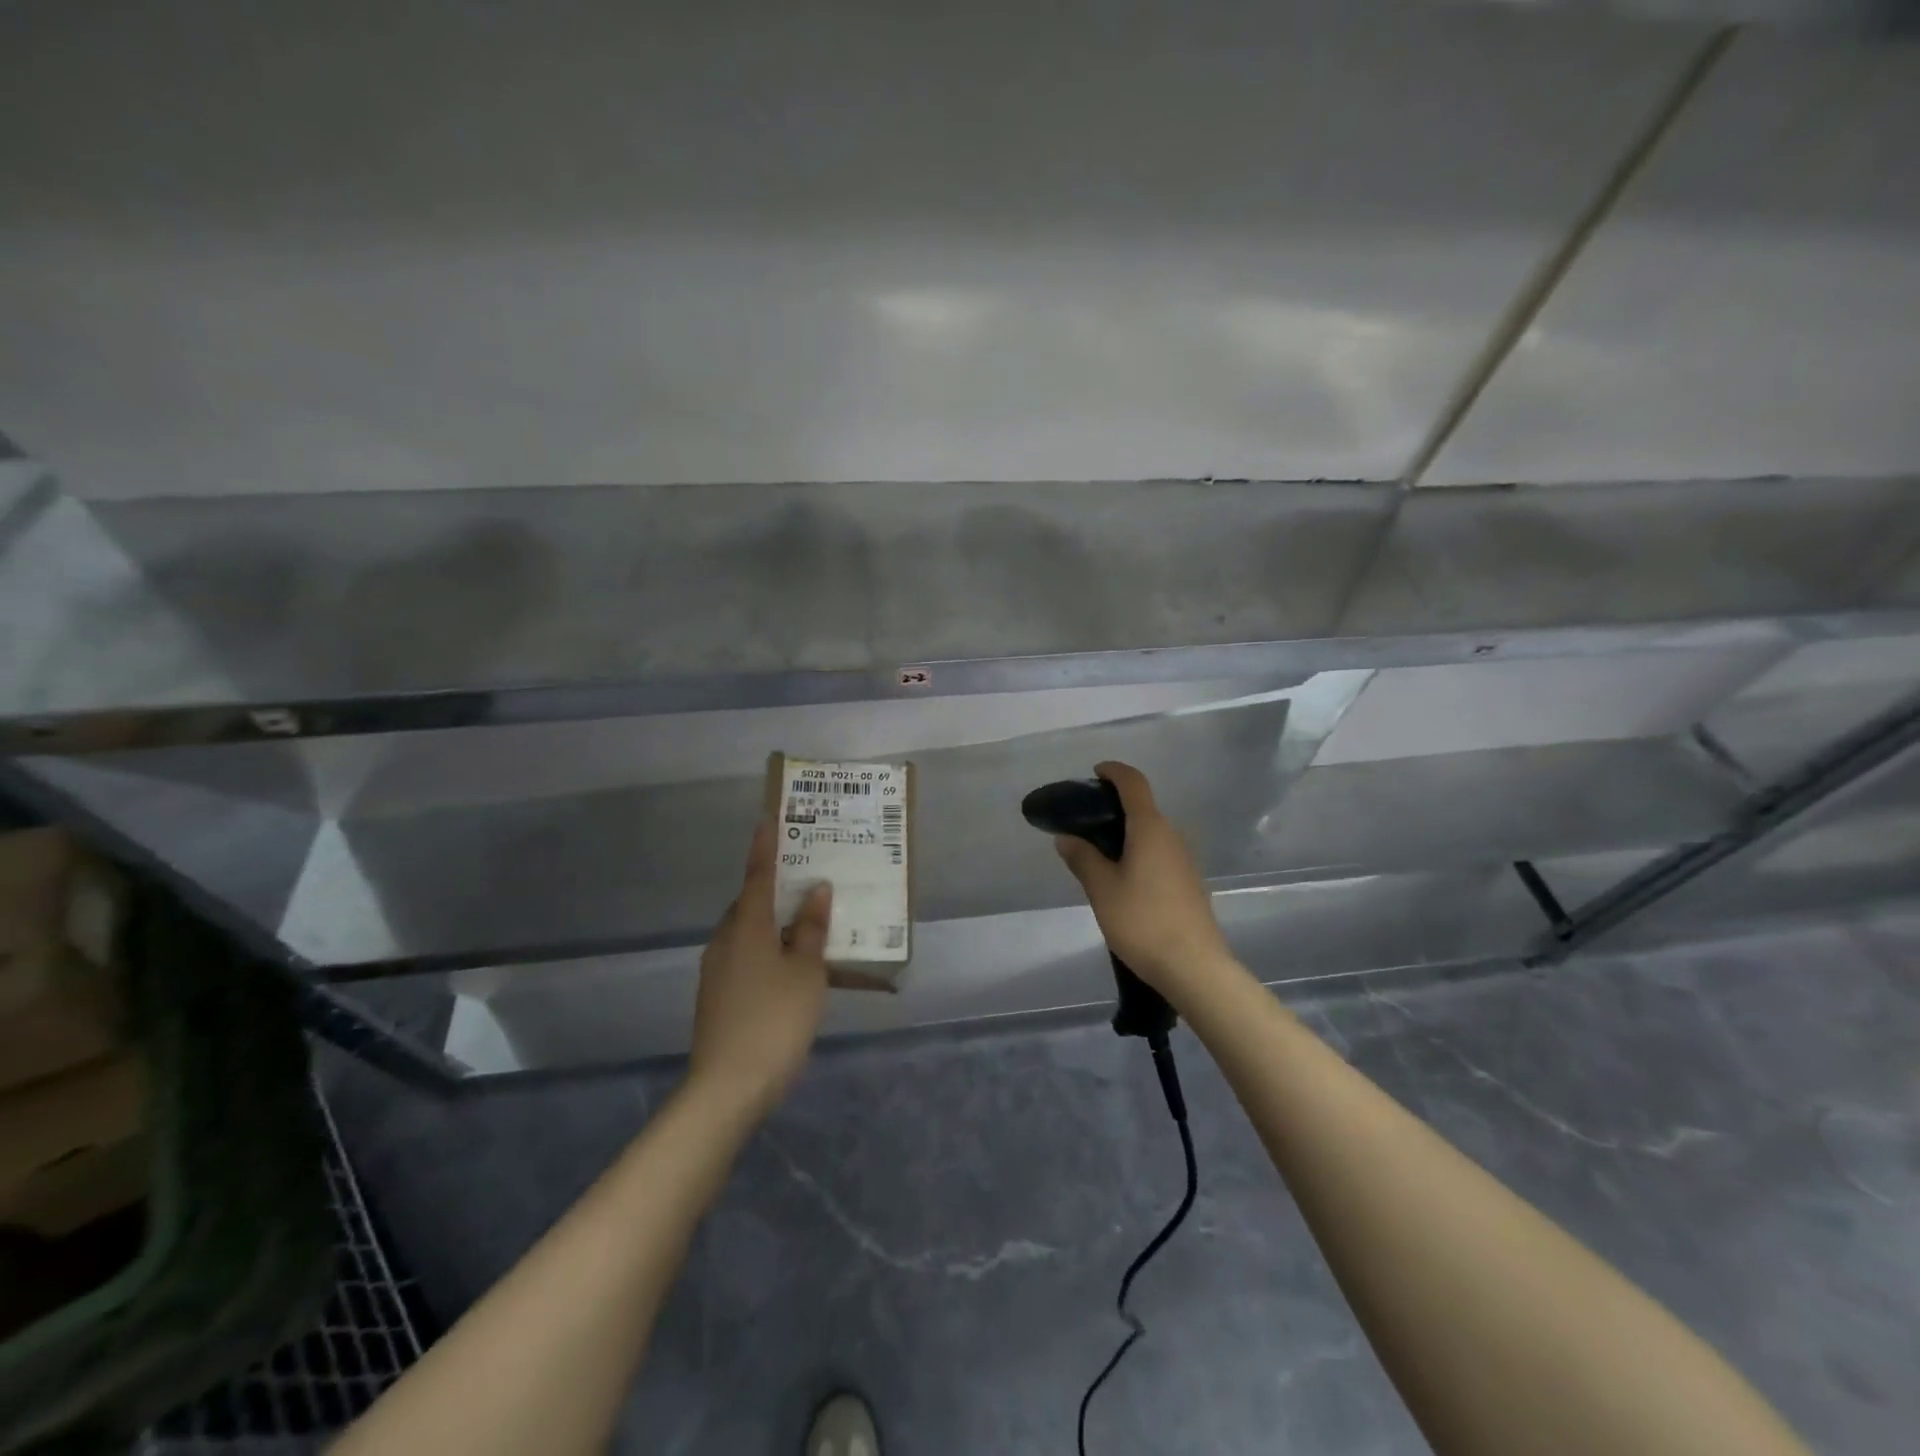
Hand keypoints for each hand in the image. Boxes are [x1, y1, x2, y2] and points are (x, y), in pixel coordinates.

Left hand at [687, 820, 831, 1120]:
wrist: (728, 1088)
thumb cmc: (775, 1020)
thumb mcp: (806, 973)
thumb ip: (811, 929)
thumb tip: (816, 890)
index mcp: (747, 926)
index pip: (757, 875)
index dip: (765, 847)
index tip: (767, 819)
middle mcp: (726, 940)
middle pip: (751, 904)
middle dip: (776, 890)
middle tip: (809, 881)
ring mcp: (717, 970)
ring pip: (749, 933)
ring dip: (774, 924)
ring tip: (808, 926)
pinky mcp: (717, 996)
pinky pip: (746, 958)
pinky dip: (768, 951)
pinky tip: (791, 970)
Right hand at [1053, 761, 1233, 997]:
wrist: (1194, 967)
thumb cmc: (1142, 921)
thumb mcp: (1102, 889)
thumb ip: (1082, 858)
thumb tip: (1065, 837)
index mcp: (1150, 828)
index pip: (1134, 784)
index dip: (1114, 771)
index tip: (1094, 773)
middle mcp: (1172, 836)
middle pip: (1143, 808)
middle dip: (1114, 807)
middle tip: (1083, 824)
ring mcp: (1185, 860)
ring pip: (1152, 833)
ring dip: (1126, 833)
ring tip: (1097, 854)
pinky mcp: (1189, 883)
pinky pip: (1160, 854)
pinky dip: (1139, 852)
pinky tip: (1123, 879)